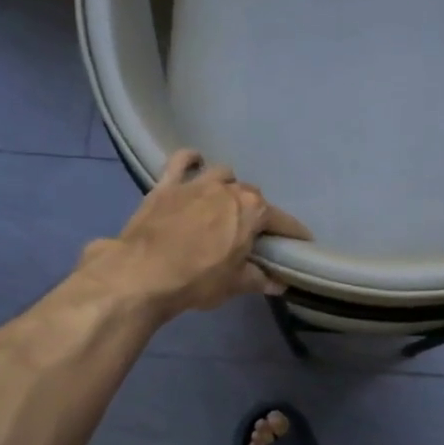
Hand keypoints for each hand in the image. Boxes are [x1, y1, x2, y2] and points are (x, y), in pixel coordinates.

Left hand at [78, 150, 311, 317]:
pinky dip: (191, 160)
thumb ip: (260, 279)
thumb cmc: (197, 280)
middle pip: (252, 196)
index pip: (283, 221)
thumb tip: (280, 283)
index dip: (294, 234)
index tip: (302, 244)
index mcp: (252, 210)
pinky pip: (182, 161)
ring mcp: (196, 183)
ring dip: (228, 186)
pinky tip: (195, 163)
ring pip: (222, 174)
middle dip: (257, 213)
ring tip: (225, 203)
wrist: (141, 273)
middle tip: (254, 234)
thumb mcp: (235, 284)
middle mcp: (229, 188)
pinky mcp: (166, 185)